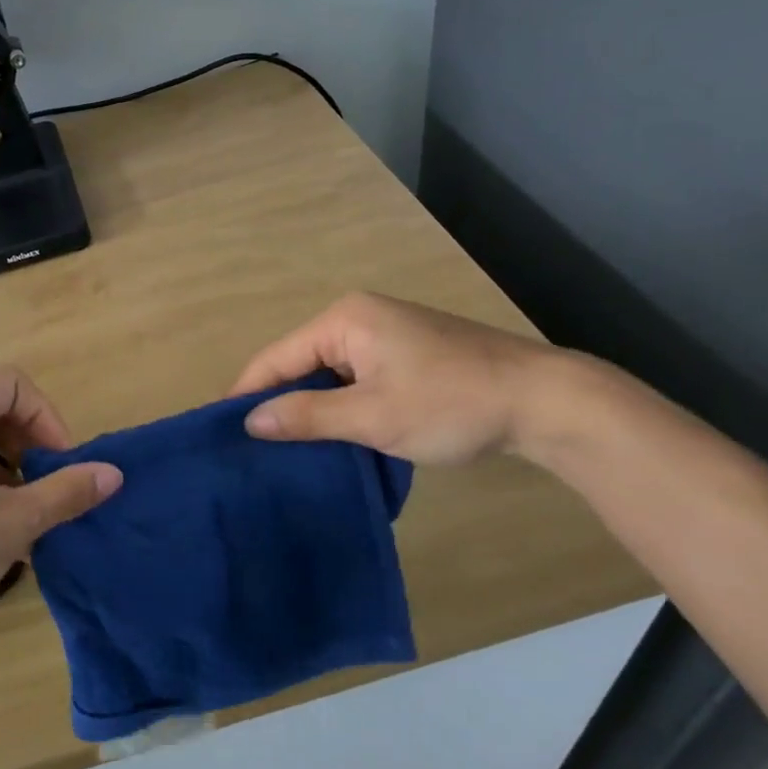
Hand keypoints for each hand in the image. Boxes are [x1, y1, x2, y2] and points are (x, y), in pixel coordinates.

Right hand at [233, 292, 567, 464]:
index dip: (247, 394)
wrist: (546, 402)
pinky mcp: (406, 355)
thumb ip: (308, 416)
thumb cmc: (452, 404)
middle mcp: (359, 318)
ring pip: (329, 374)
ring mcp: (385, 335)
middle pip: (300, 363)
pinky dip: (342, 406)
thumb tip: (250, 421)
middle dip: (280, 403)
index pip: (276, 357)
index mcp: (344, 320)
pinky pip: (356, 379)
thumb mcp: (373, 416)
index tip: (221, 433)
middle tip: (253, 449)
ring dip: (312, 408)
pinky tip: (332, 436)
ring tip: (286, 449)